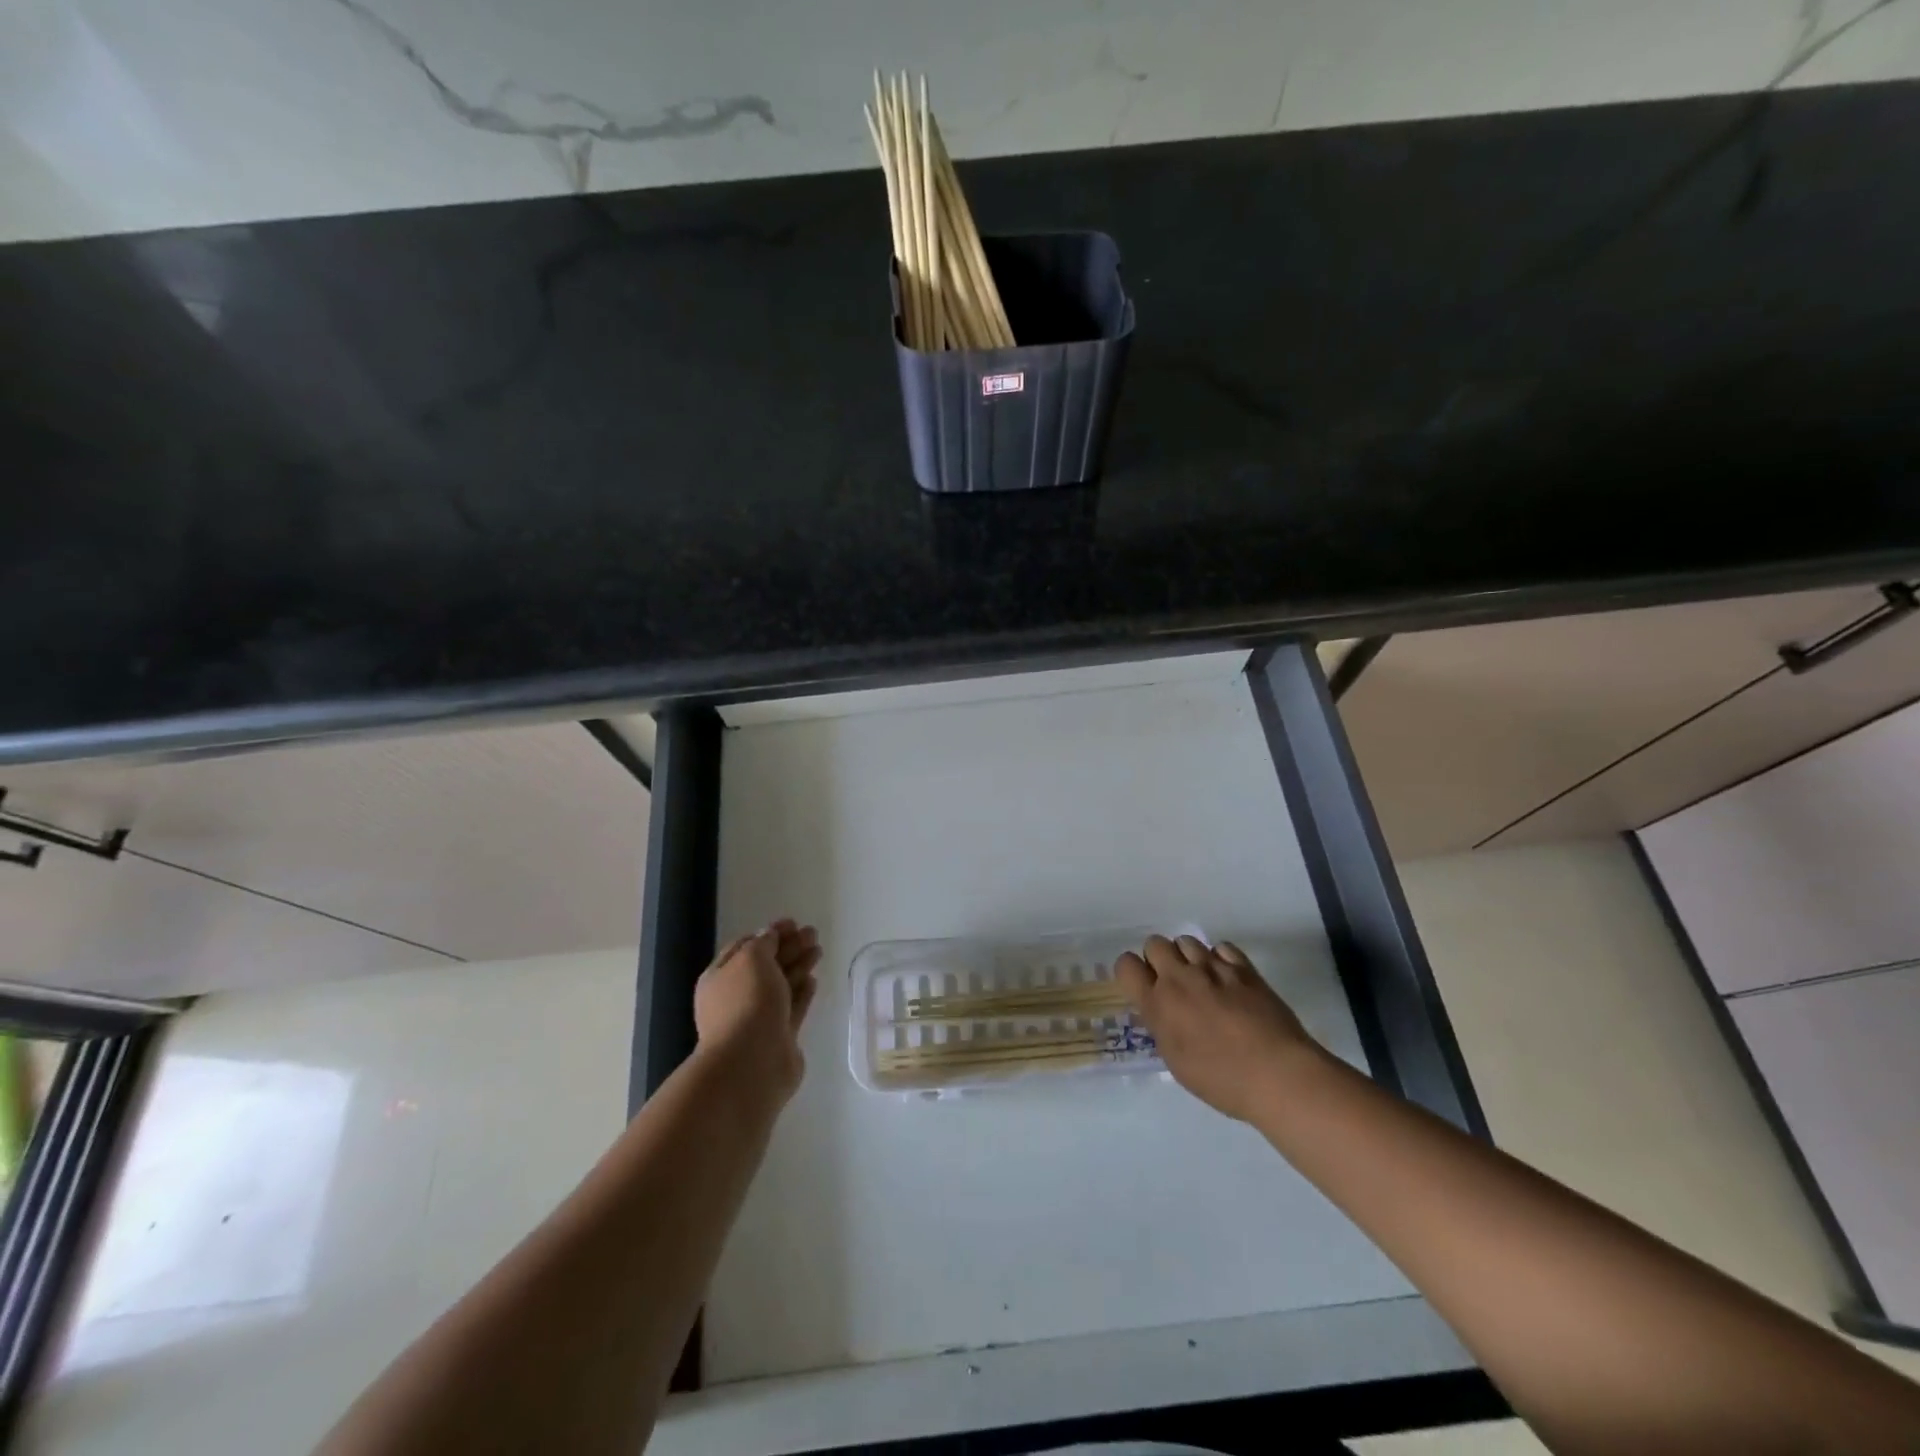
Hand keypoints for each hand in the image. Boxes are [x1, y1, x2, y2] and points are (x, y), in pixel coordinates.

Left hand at [693, 919, 821, 1100]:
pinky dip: (802, 993)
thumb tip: (769, 936)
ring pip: (781, 986)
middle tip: (813, 933)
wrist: (751, 1063)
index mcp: (719, 978)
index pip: (744, 947)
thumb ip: (763, 943)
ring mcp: (757, 1019)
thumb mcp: (751, 959)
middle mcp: (736, 997)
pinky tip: (813, 980)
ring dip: (799, 966)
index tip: (793, 922)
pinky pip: (792, 1008)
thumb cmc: (746, 1003)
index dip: (768, 933)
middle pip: (766, 966)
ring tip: (819, 950)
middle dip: (789, 947)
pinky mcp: (779, 1037)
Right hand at [1115, 934, 1317, 1122]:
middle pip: (1154, 943)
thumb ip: (1162, 1025)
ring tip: (1201, 979)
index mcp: (1157, 1003)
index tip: (1142, 986)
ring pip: (1186, 940)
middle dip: (1158, 959)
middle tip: (1172, 983)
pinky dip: (1219, 958)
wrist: (1277, 1074)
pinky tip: (1226, 978)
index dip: (1131, 973)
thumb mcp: (1176, 1059)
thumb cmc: (1221, 1080)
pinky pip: (1220, 947)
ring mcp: (1212, 968)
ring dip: (1187, 956)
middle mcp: (1179, 977)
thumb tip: (1161, 1010)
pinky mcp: (1242, 967)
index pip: (1126, 965)